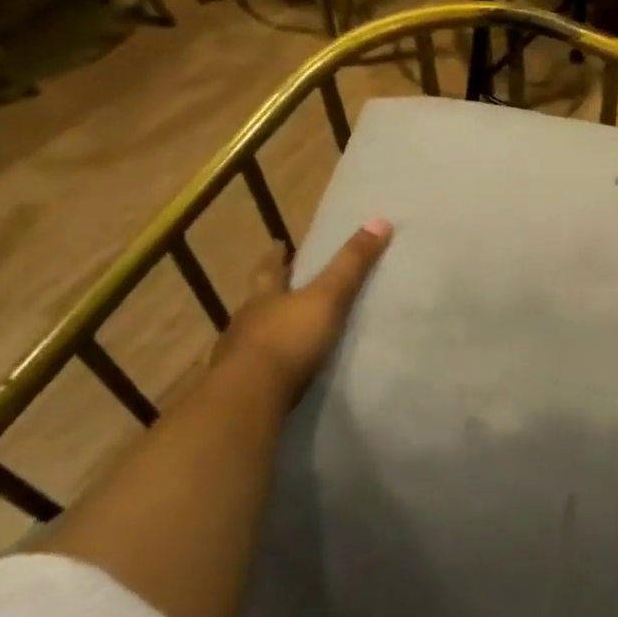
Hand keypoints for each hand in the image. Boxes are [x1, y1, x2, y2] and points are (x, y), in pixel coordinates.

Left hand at [215, 219, 392, 400]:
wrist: (250, 396)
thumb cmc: (288, 339)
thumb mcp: (327, 297)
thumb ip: (351, 264)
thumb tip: (380, 220)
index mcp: (264, 297)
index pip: (269, 269)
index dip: (275, 256)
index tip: (277, 244)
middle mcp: (245, 322)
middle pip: (256, 302)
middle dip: (267, 294)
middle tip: (280, 288)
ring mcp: (237, 357)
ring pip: (251, 336)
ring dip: (265, 332)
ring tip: (283, 334)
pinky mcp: (239, 389)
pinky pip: (254, 371)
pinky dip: (265, 368)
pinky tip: (276, 374)